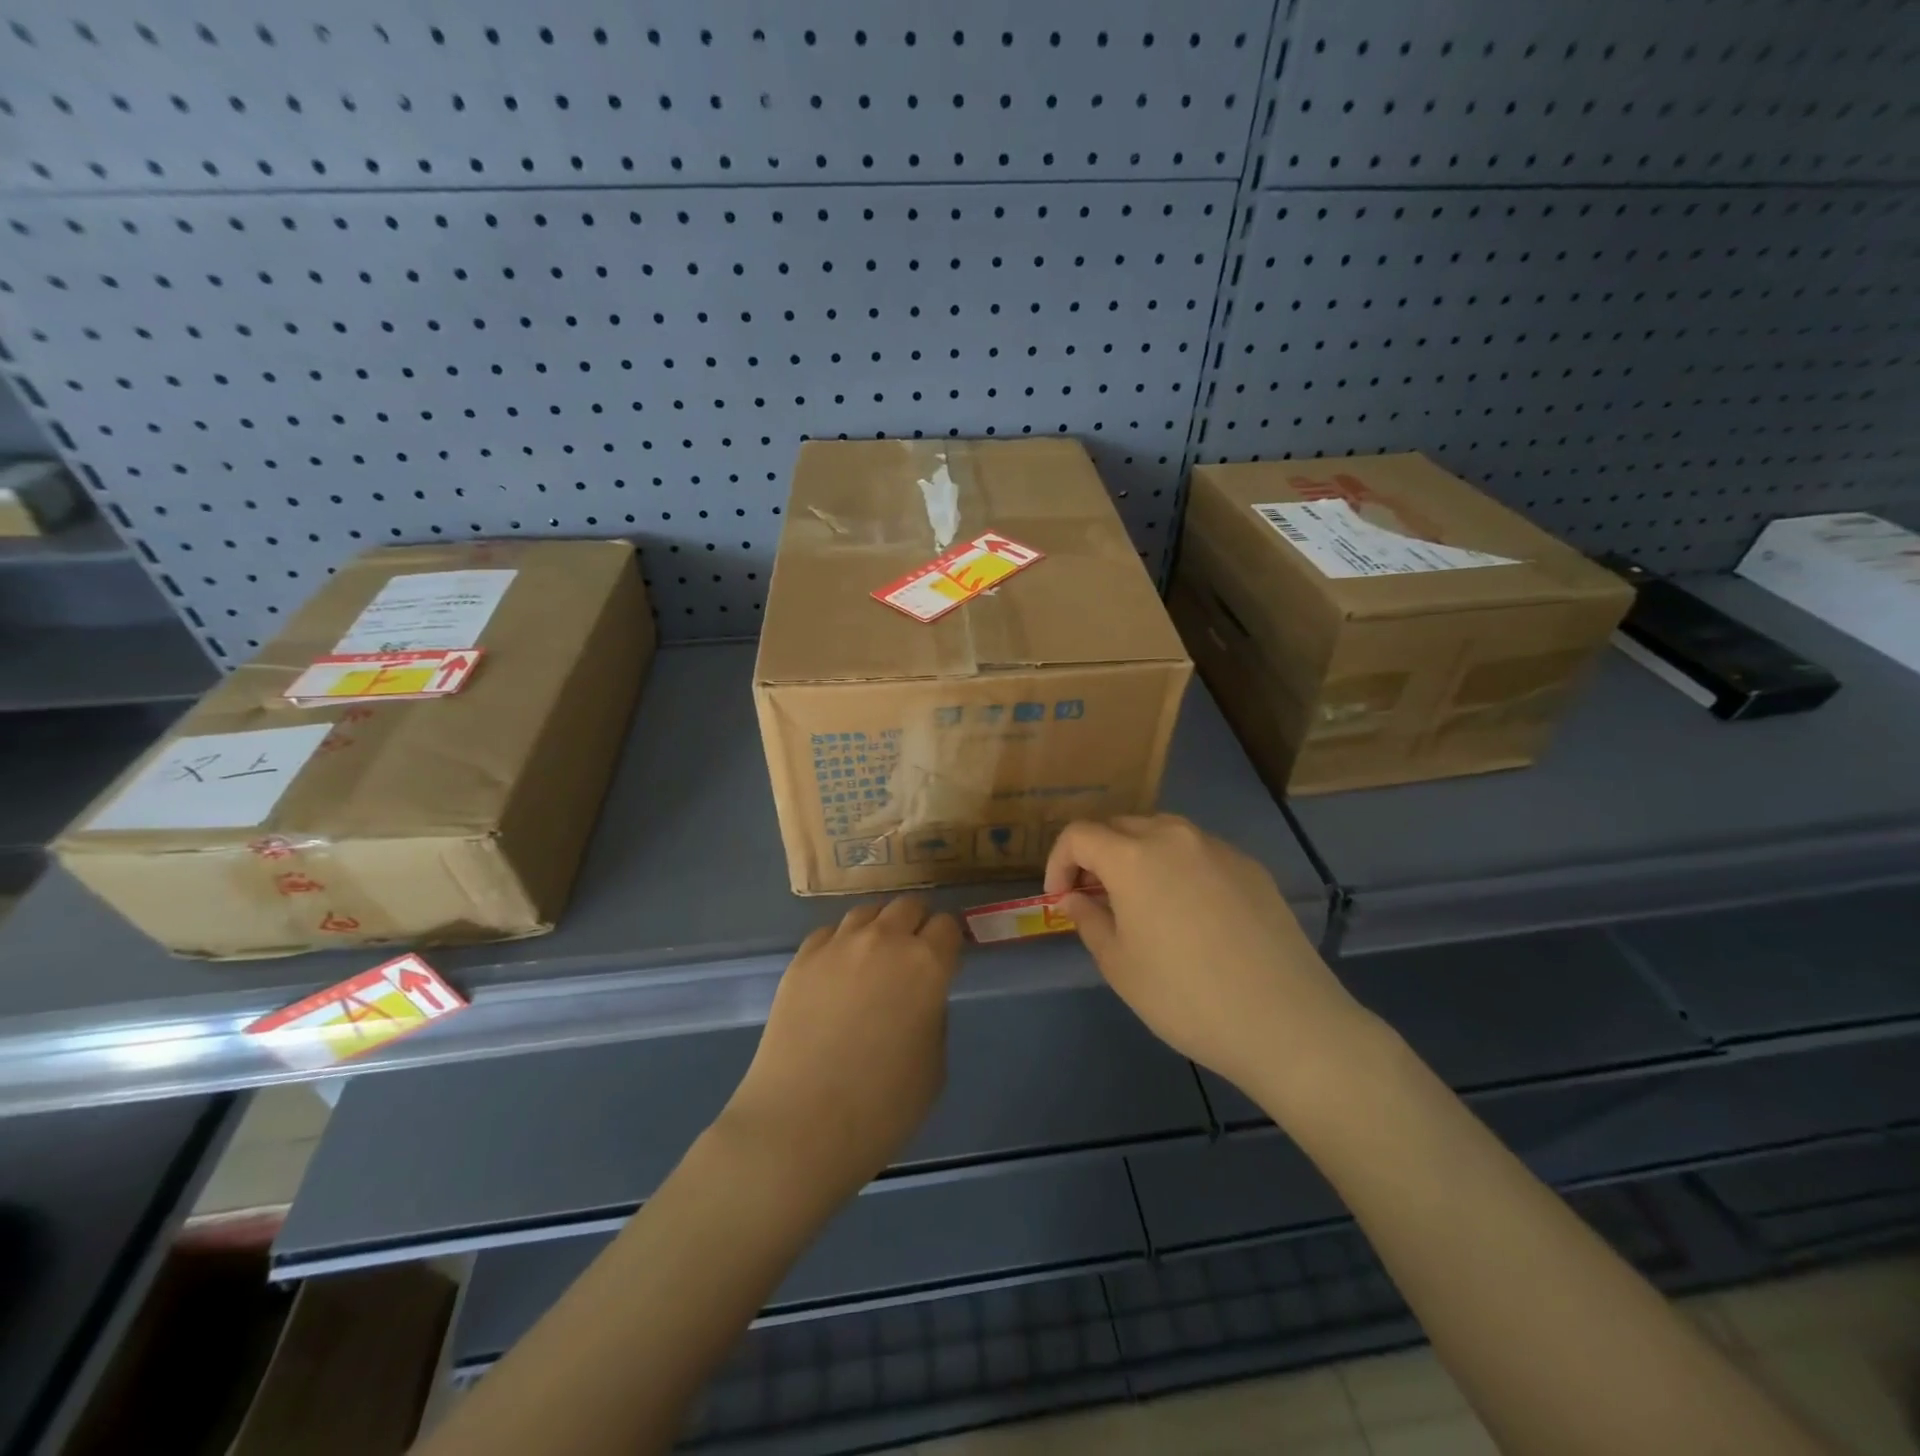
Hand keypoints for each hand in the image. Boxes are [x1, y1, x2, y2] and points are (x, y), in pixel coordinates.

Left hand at [720, 896, 962, 1204]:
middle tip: (913, 956)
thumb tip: (920, 997)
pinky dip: (841, 944)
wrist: (800, 1125)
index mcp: (927, 964)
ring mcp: (838, 945)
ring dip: (879, 928)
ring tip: (874, 958)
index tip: (946, 960)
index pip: (947, 926)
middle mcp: (884, 940)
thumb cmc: (881, 1108)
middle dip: (917, 924)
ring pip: (867, 912)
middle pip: (908, 906)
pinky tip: (837, 973)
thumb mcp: (934, 1066)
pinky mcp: (801, 959)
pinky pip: (830, 934)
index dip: (949, 942)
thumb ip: (933, 1016)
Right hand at [1045, 815, 1373, 1096]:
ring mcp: (1218, 848)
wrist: (1285, 1021)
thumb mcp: (1120, 965)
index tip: (1061, 899)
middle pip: (1120, 826)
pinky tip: (1190, 913)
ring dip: (1137, 856)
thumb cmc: (1185, 996)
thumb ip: (1089, 920)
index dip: (1059, 862)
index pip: (1079, 834)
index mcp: (1134, 856)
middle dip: (1096, 856)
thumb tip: (1075, 897)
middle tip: (1095, 898)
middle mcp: (1174, 837)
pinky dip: (1178, 868)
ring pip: (1162, 833)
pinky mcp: (1251, 867)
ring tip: (1140, 901)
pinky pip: (1199, 853)